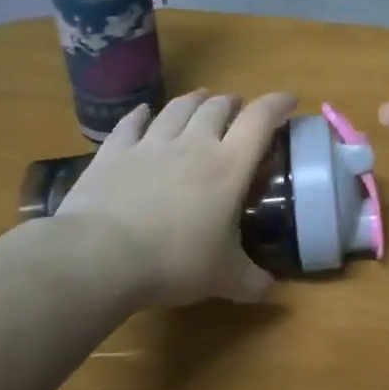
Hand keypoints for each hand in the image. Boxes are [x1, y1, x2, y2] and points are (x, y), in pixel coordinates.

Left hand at [53, 89, 296, 306]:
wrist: (99, 256)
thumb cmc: (174, 261)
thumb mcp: (223, 278)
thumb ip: (251, 280)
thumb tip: (269, 290)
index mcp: (229, 166)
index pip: (260, 120)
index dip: (277, 104)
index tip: (288, 100)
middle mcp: (193, 144)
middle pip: (217, 107)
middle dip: (232, 103)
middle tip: (238, 108)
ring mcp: (150, 144)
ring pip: (177, 108)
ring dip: (194, 101)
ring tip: (201, 99)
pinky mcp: (113, 153)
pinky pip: (131, 123)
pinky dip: (141, 115)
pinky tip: (143, 113)